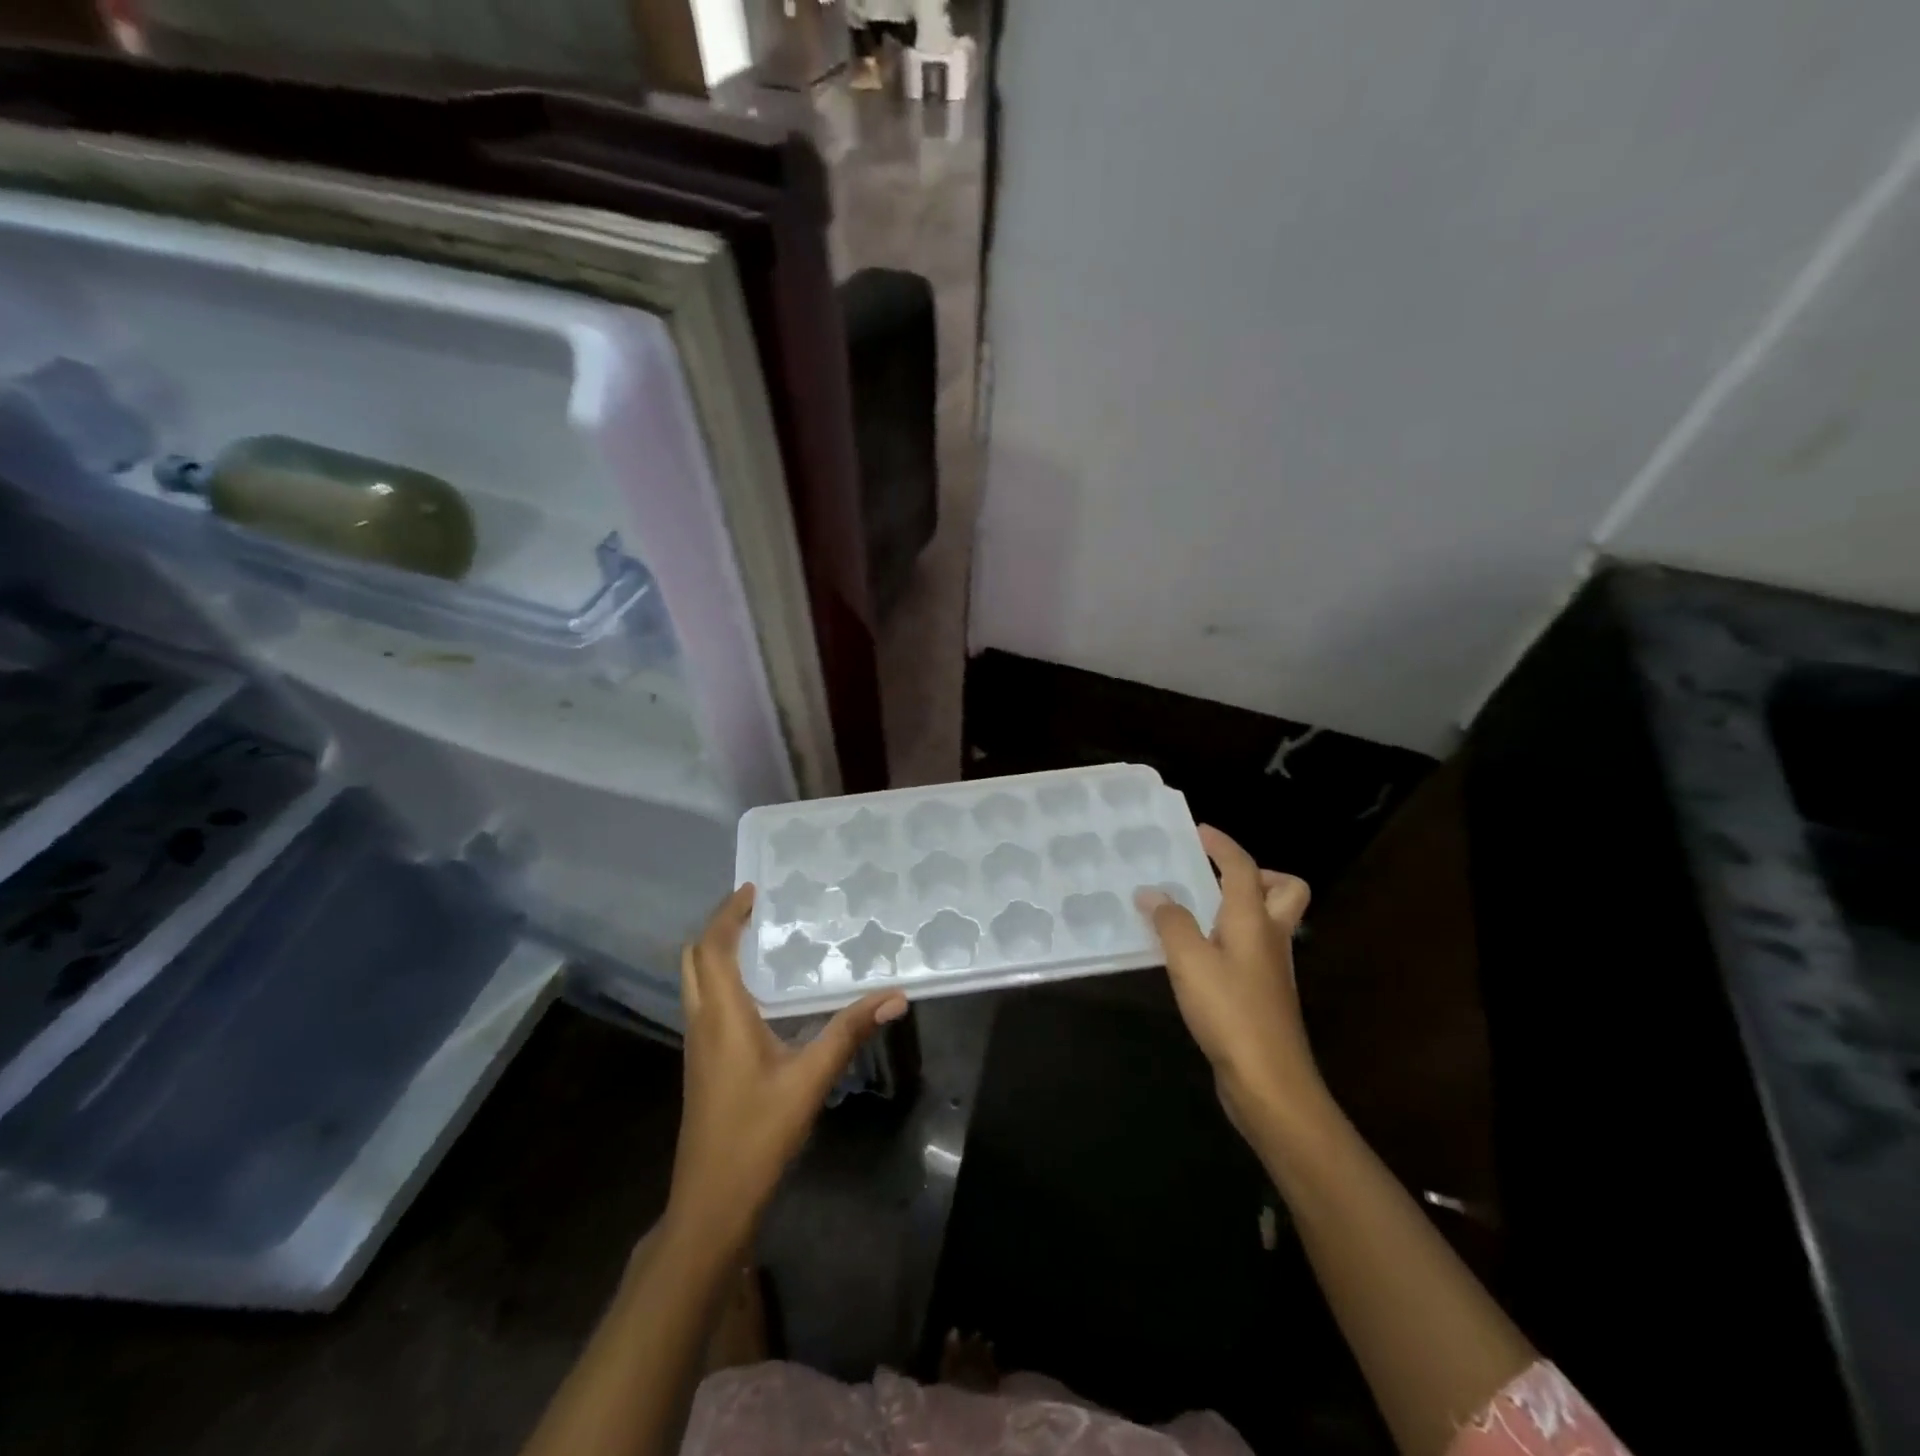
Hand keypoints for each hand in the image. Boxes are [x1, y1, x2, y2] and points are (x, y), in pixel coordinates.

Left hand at [665, 885, 907, 1254]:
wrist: (711, 1201)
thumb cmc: (758, 1134)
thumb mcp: (811, 1079)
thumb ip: (850, 1031)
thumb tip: (895, 995)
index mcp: (722, 1016)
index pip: (713, 949)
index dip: (727, 915)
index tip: (752, 889)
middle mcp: (702, 1023)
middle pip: (693, 959)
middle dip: (717, 927)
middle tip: (753, 908)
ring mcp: (697, 1045)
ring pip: (694, 981)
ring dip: (715, 952)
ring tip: (755, 937)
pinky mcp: (702, 1063)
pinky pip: (703, 1002)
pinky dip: (719, 978)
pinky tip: (754, 991)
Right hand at [1136, 826, 1324, 1139]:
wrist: (1269, 1083)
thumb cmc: (1230, 1012)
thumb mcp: (1189, 961)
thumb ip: (1169, 921)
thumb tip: (1151, 893)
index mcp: (1255, 920)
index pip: (1243, 868)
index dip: (1222, 845)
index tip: (1198, 831)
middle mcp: (1270, 938)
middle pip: (1285, 890)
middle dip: (1256, 874)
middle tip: (1215, 878)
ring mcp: (1270, 969)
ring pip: (1268, 921)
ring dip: (1239, 907)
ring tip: (1193, 911)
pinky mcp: (1262, 995)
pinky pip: (1250, 948)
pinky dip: (1228, 938)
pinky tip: (1194, 955)